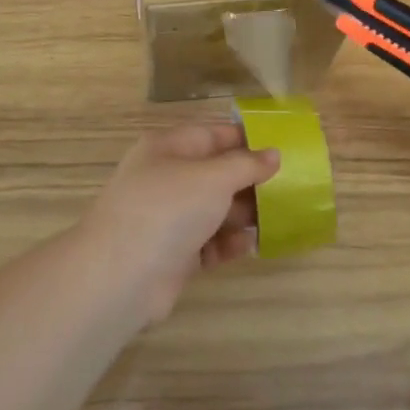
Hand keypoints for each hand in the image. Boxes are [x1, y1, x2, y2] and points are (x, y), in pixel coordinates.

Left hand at [79, 122, 279, 321]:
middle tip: (289, 189)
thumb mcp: (213, 177)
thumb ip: (246, 165)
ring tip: (277, 220)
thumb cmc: (168, 209)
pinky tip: (249, 246)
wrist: (121, 275)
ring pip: (213, 210)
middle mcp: (166, 178)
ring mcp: (167, 217)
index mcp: (168, 148)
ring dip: (242, 215)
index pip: (212, 134)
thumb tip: (274, 154)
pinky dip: (227, 243)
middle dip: (249, 182)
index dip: (246, 139)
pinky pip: (207, 242)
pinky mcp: (172, 253)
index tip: (281, 147)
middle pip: (215, 174)